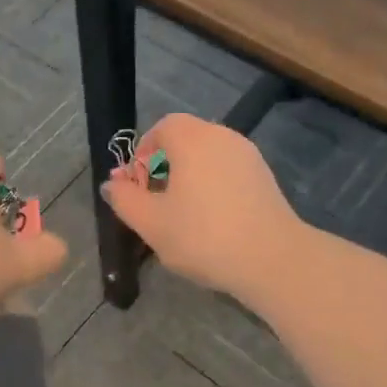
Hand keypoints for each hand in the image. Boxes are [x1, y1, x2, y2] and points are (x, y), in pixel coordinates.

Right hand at [101, 114, 303, 304]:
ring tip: (180, 215)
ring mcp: (248, 157)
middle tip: (154, 202)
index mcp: (193, 139)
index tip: (137, 186)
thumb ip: (124, 199)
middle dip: (163, 165)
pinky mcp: (265, 178)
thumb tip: (113, 184)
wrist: (272, 260)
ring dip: (188, 177)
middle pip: (185, 139)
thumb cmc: (203, 236)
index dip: (143, 152)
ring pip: (207, 157)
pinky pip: (227, 171)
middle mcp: (223, 137)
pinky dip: (212, 186)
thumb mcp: (150, 222)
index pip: (162, 127)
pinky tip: (210, 221)